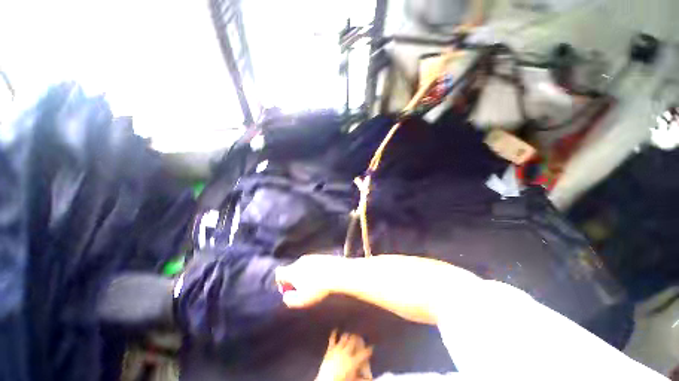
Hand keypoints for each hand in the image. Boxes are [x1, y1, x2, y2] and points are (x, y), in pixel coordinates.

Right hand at [275, 255, 345, 307]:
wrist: (337, 272)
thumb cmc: (318, 288)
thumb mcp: (302, 301)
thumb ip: (290, 300)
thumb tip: (286, 296)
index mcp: (292, 270)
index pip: (279, 273)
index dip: (280, 282)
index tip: (287, 289)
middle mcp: (300, 261)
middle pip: (291, 269)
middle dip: (293, 279)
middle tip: (301, 289)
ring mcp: (311, 257)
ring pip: (303, 266)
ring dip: (305, 274)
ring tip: (314, 284)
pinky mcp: (321, 256)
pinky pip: (313, 264)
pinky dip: (314, 270)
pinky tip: (322, 278)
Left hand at [316, 330, 372, 380]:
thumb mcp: (354, 380)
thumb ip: (362, 378)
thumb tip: (370, 378)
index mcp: (353, 361)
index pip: (364, 353)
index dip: (369, 350)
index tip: (372, 347)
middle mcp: (346, 352)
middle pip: (353, 340)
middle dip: (356, 337)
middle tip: (359, 336)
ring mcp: (337, 349)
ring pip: (344, 337)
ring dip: (347, 335)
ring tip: (350, 334)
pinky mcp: (330, 350)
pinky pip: (332, 339)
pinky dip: (334, 334)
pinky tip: (335, 330)